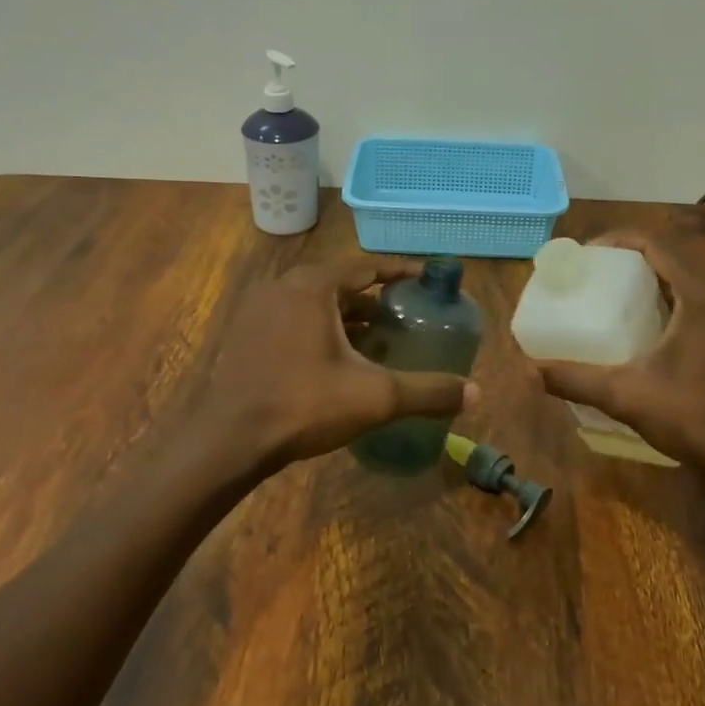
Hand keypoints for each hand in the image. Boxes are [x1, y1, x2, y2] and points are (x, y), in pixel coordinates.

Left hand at [198, 256, 477, 470]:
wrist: (229, 440)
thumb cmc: (303, 404)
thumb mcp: (374, 397)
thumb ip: (427, 392)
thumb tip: (476, 393)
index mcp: (312, 287)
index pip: (365, 266)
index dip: (400, 271)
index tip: (426, 278)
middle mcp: (282, 288)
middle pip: (339, 283)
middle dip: (374, 298)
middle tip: (404, 315)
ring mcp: (258, 311)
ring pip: (313, 304)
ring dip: (346, 316)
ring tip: (377, 338)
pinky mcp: (245, 336)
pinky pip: (292, 320)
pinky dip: (319, 330)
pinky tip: (336, 360)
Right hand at [528, 230, 704, 476]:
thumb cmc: (696, 417)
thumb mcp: (627, 396)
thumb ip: (576, 379)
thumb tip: (528, 372)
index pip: (659, 245)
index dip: (620, 242)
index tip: (590, 254)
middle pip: (680, 260)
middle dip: (639, 264)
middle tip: (604, 280)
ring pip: (702, 283)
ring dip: (666, 285)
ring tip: (630, 304)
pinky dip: (689, 305)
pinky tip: (669, 334)